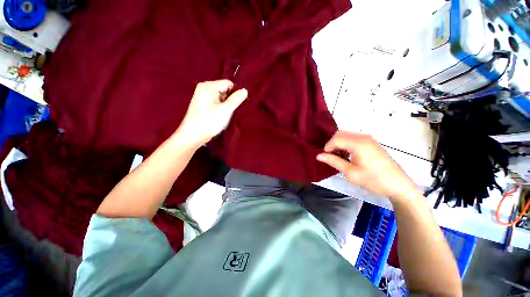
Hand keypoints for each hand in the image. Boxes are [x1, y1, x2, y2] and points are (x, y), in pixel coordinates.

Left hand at [177, 80, 247, 146]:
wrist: (193, 136)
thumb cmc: (209, 121)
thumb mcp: (225, 109)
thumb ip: (236, 99)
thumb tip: (245, 90)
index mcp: (208, 86)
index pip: (228, 83)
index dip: (235, 92)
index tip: (239, 103)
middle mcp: (204, 89)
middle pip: (224, 90)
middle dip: (231, 99)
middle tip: (232, 111)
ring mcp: (203, 98)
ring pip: (221, 98)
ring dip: (227, 105)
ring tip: (226, 115)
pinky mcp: (204, 106)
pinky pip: (217, 103)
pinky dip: (222, 108)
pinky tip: (222, 116)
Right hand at [316, 131, 419, 200]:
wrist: (399, 185)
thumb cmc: (374, 180)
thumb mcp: (351, 173)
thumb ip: (334, 162)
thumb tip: (319, 156)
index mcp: (359, 143)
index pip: (336, 138)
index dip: (328, 147)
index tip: (325, 157)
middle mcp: (363, 137)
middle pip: (341, 134)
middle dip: (332, 144)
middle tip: (331, 156)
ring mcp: (369, 139)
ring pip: (347, 135)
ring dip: (339, 144)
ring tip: (339, 157)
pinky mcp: (372, 142)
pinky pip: (354, 138)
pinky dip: (346, 144)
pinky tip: (348, 155)